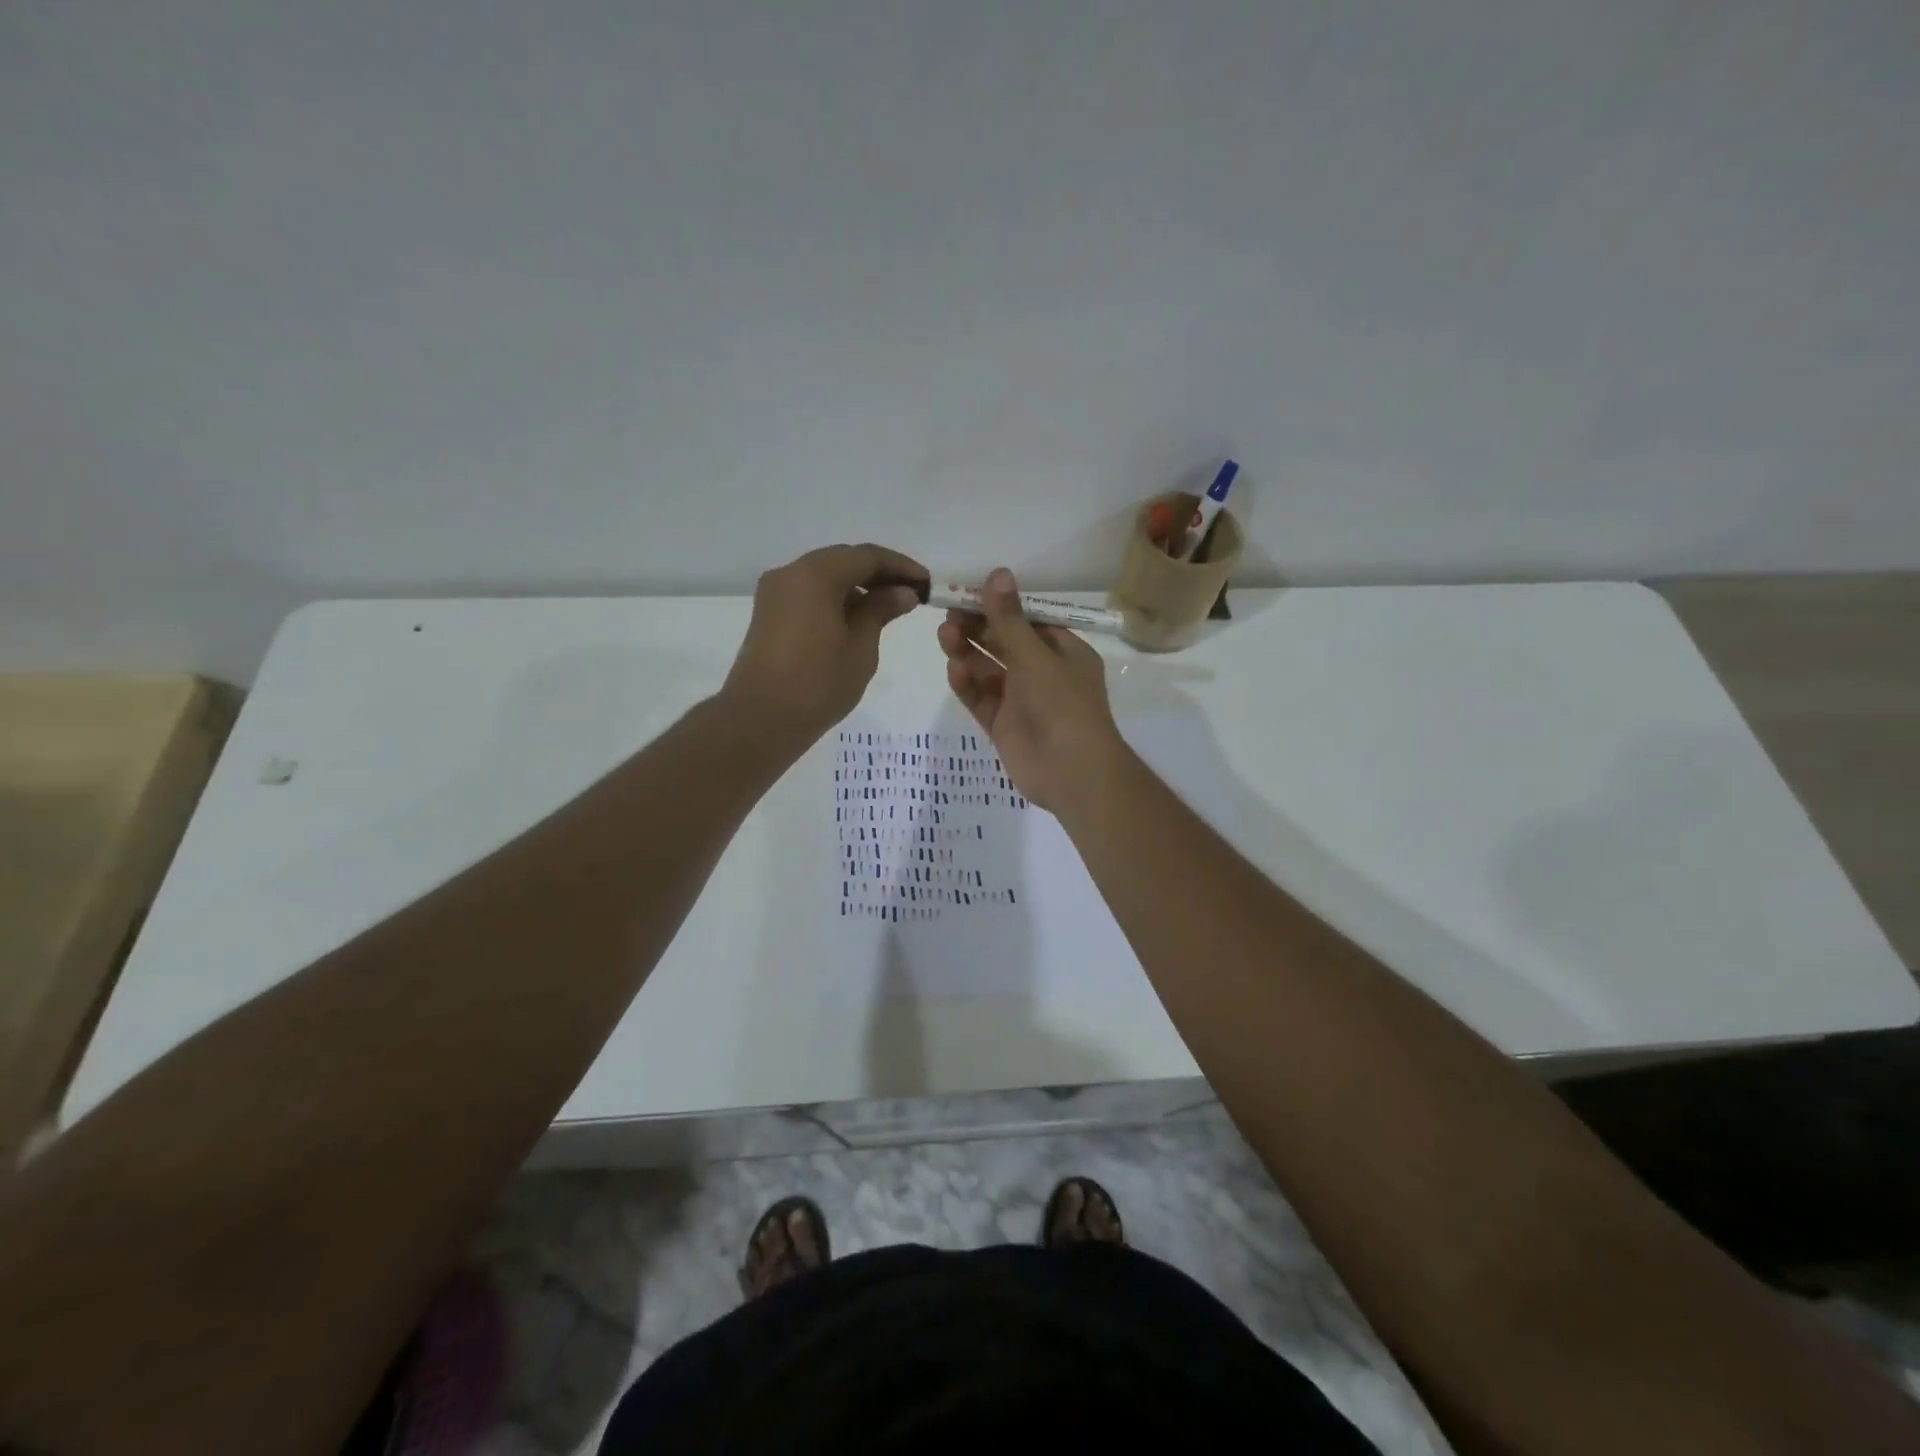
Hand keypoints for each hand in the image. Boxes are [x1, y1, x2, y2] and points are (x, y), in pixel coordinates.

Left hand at [721, 543, 927, 750]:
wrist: (761, 719)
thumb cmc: (819, 683)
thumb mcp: (861, 646)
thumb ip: (881, 611)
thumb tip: (902, 592)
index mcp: (815, 574)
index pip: (866, 556)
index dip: (900, 566)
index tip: (926, 584)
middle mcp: (790, 573)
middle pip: (842, 561)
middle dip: (878, 574)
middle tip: (910, 594)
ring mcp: (775, 593)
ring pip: (824, 577)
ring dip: (856, 586)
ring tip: (887, 609)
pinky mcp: (769, 614)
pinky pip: (809, 593)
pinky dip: (835, 599)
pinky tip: (857, 619)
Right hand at [936, 567, 1128, 811]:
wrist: (1072, 772)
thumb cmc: (1063, 704)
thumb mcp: (1036, 655)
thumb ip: (1010, 618)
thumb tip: (997, 573)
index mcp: (1064, 652)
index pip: (1028, 620)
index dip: (1000, 605)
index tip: (969, 591)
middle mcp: (1043, 673)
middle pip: (1004, 643)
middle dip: (978, 627)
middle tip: (948, 612)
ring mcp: (1022, 700)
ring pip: (989, 670)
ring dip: (968, 651)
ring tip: (944, 634)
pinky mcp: (1003, 724)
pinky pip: (982, 698)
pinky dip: (968, 683)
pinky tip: (953, 669)